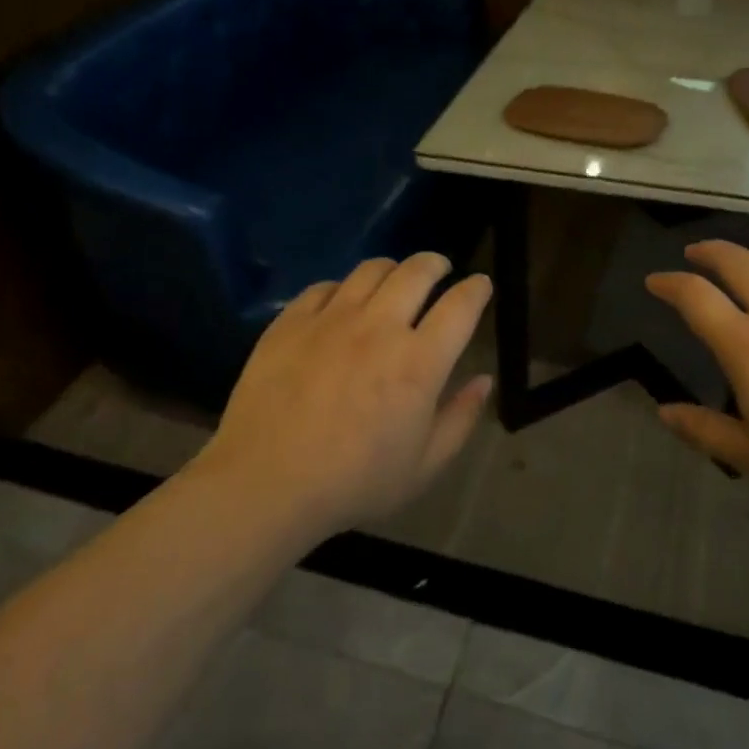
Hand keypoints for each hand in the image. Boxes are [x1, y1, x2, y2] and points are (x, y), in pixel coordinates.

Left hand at [203, 253, 493, 536]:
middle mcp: (379, 327)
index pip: (460, 306)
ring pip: (371, 270)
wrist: (265, 484)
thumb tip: (483, 380)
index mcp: (419, 363)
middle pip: (417, 271)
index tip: (480, 285)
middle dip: (436, 264)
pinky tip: (341, 304)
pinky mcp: (291, 322)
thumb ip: (460, 418)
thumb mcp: (424, 466)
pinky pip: (324, 287)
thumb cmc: (353, 483)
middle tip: (439, 270)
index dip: (477, 289)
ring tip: (393, 281)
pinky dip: (343, 288)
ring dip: (393, 269)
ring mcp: (331, 319)